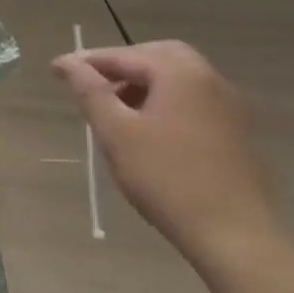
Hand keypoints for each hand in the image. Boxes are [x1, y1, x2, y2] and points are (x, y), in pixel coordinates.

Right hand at [50, 41, 283, 271]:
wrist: (237, 237)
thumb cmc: (168, 179)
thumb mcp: (116, 133)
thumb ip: (90, 91)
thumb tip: (68, 63)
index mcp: (180, 73)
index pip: (123, 55)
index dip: (86, 62)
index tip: (56, 70)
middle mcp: (209, 80)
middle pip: (157, 57)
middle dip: (121, 66)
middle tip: (92, 84)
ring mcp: (228, 107)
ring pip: (177, 80)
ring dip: (143, 85)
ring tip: (115, 111)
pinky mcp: (236, 133)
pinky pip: (192, 102)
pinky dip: (165, 103)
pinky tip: (148, 132)